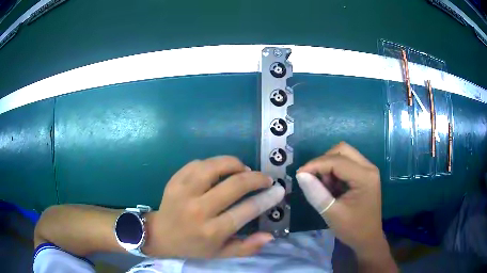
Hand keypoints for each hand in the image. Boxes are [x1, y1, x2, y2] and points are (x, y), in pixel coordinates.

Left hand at [143, 156, 284, 257]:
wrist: (161, 235)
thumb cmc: (193, 246)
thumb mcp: (221, 253)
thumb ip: (246, 247)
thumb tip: (270, 236)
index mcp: (212, 231)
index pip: (246, 210)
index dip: (267, 198)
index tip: (278, 190)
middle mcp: (199, 210)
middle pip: (234, 185)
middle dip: (256, 178)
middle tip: (265, 178)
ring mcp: (184, 192)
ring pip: (214, 166)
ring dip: (234, 164)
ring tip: (243, 169)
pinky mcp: (175, 180)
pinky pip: (198, 163)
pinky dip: (213, 163)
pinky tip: (219, 170)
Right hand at [296, 142, 384, 254]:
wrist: (368, 239)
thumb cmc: (353, 229)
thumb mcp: (332, 213)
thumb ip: (316, 193)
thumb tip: (300, 175)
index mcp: (365, 177)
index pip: (337, 160)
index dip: (316, 164)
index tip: (299, 174)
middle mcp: (369, 168)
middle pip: (342, 150)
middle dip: (324, 161)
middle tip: (313, 178)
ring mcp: (368, 170)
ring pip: (344, 155)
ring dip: (329, 166)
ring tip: (325, 187)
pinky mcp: (365, 175)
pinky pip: (346, 164)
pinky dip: (335, 171)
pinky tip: (332, 188)